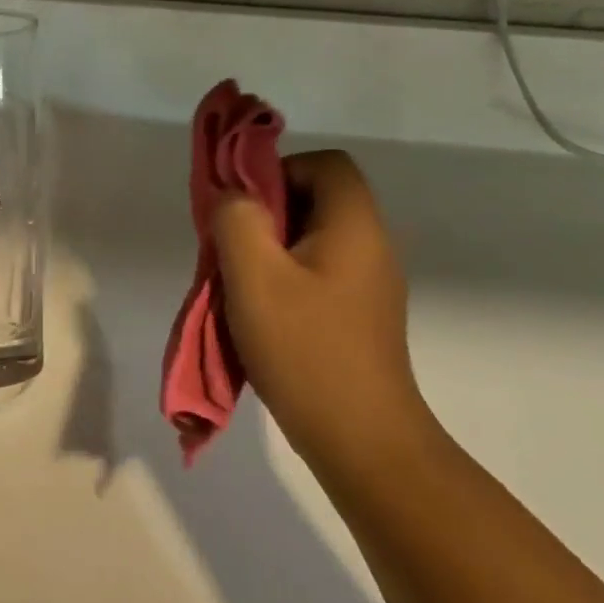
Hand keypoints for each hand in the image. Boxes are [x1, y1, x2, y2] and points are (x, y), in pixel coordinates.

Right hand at [212, 149, 434, 476]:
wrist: (361, 439)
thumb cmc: (305, 349)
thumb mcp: (254, 276)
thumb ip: (237, 220)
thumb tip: (235, 198)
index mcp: (354, 226)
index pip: (325, 164)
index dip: (279, 172)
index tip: (244, 210)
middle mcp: (371, 246)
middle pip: (315, 200)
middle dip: (265, 216)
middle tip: (232, 251)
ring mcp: (369, 285)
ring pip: (311, 240)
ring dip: (269, 252)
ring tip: (240, 287)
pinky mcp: (359, 316)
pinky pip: (317, 274)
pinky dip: (284, 280)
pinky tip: (262, 316)